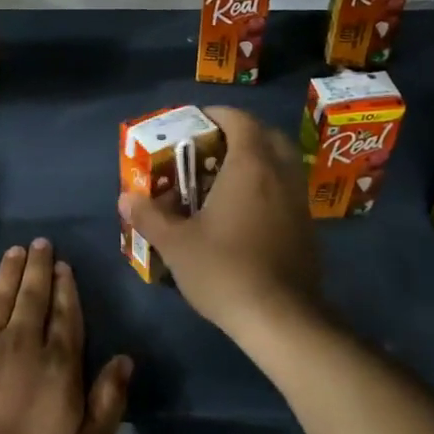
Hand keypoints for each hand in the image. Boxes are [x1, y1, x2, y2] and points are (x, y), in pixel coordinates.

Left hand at [0, 240, 131, 433]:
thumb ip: (108, 402)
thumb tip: (124, 359)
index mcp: (59, 365)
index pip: (65, 315)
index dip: (65, 288)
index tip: (63, 266)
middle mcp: (23, 342)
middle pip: (33, 296)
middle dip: (39, 267)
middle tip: (40, 243)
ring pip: (2, 296)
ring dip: (11, 271)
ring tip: (17, 250)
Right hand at [118, 106, 321, 338]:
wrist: (281, 319)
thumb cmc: (225, 270)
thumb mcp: (176, 244)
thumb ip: (149, 216)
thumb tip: (125, 198)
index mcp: (250, 166)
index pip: (239, 120)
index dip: (216, 115)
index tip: (194, 123)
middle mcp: (280, 174)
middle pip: (266, 135)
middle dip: (239, 134)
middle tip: (209, 149)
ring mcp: (299, 201)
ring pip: (280, 164)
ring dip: (256, 161)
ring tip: (223, 180)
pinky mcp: (307, 227)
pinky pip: (287, 190)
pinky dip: (267, 187)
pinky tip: (244, 214)